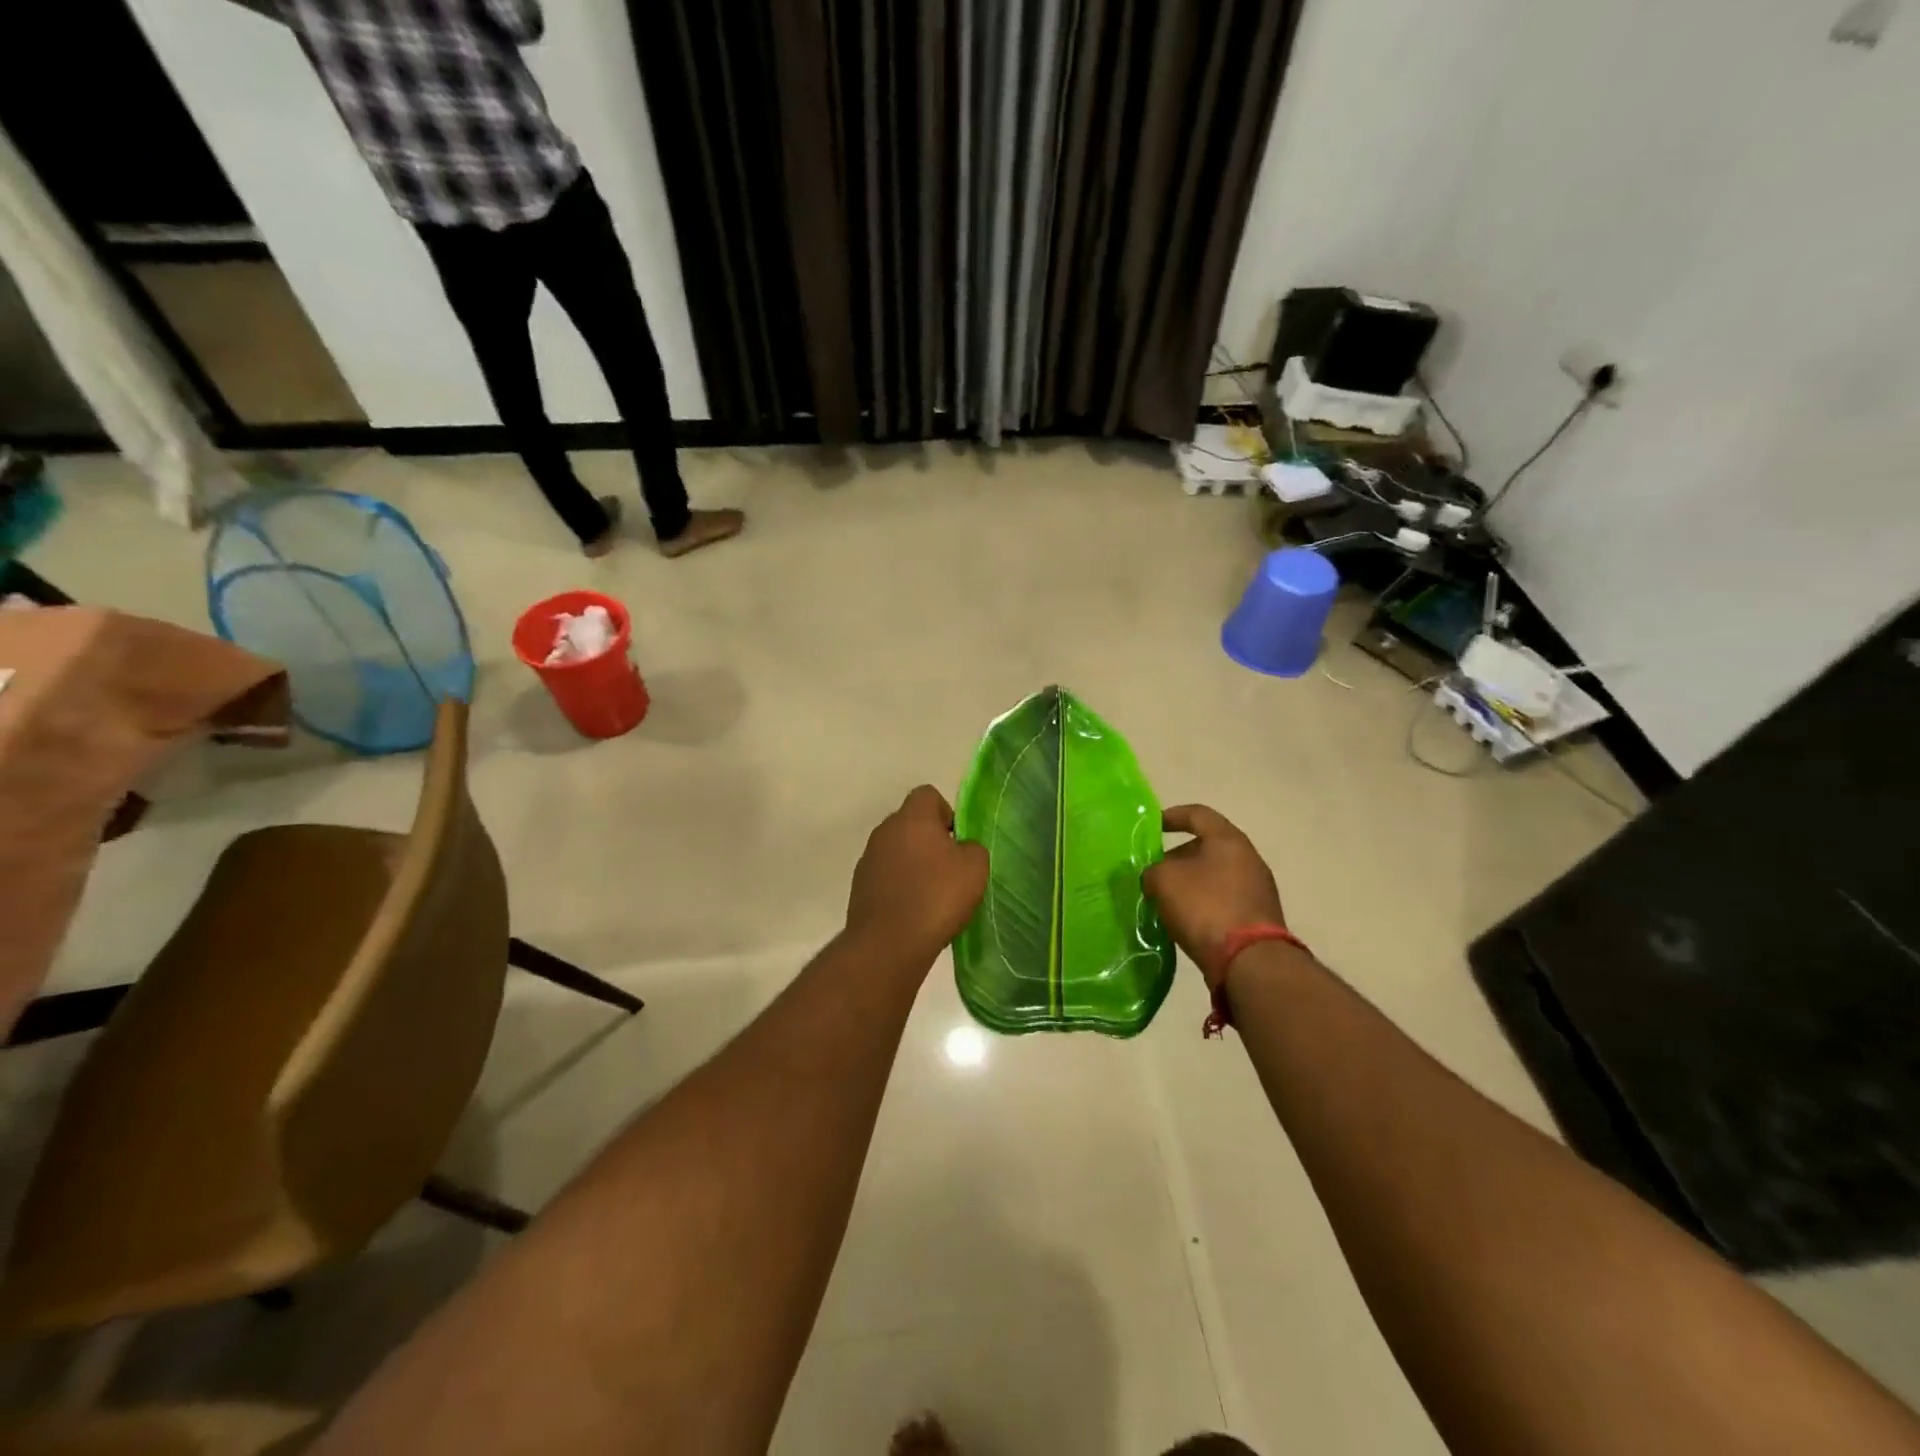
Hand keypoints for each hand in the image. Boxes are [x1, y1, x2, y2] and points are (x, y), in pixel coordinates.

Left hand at [846, 787, 988, 963]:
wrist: (888, 943)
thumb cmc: (936, 897)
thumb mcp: (975, 868)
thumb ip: (972, 848)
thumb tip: (961, 849)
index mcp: (912, 817)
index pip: (928, 795)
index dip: (947, 813)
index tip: (958, 841)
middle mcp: (885, 831)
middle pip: (911, 823)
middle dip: (931, 841)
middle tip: (950, 870)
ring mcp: (868, 859)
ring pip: (898, 851)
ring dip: (914, 865)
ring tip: (932, 896)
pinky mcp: (859, 887)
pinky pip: (886, 877)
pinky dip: (899, 886)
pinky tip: (913, 911)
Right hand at [1142, 805, 1285, 985]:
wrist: (1250, 961)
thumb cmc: (1205, 907)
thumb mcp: (1164, 881)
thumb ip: (1153, 871)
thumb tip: (1156, 876)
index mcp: (1228, 840)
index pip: (1197, 814)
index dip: (1172, 816)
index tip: (1153, 826)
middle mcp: (1248, 858)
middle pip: (1207, 847)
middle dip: (1178, 857)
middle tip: (1154, 872)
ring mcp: (1258, 888)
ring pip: (1215, 875)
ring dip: (1190, 883)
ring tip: (1166, 899)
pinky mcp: (1259, 916)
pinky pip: (1224, 899)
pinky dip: (1204, 903)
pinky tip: (1187, 920)